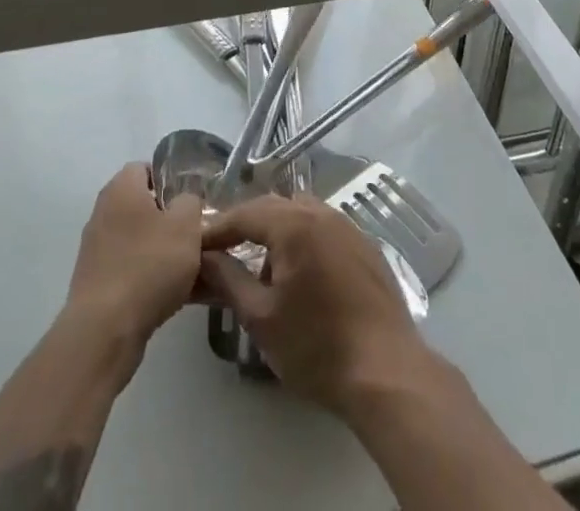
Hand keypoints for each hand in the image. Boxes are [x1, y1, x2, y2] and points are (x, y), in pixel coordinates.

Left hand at [64, 163, 204, 348]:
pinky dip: (151, 277)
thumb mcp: (186, 224)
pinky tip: (176, 295)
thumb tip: (184, 203)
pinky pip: (132, 269)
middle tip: (196, 234)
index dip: (169, 180)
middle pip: (143, 206)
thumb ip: (190, 202)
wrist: (104, 332)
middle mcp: (103, 213)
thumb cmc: (148, 265)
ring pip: (140, 240)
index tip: (191, 200)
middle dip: (170, 219)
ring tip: (194, 270)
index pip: (145, 168)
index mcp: (121, 190)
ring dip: (163, 251)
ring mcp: (96, 250)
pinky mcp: (96, 284)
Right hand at [199, 194, 434, 417]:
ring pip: (301, 215)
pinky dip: (303, 240)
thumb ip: (228, 280)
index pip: (245, 214)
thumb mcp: (261, 317)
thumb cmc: (316, 346)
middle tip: (222, 251)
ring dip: (276, 232)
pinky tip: (299, 274)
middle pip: (273, 208)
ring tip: (260, 267)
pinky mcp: (365, 246)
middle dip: (245, 226)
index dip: (217, 228)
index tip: (194, 244)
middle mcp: (322, 213)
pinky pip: (324, 229)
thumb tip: (204, 258)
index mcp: (294, 223)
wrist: (385, 370)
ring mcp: (348, 226)